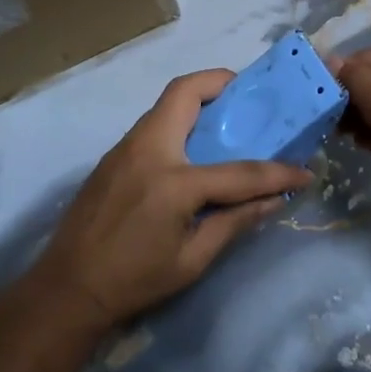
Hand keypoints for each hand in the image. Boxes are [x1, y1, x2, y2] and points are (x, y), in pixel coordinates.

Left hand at [33, 70, 311, 329]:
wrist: (66, 289)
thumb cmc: (133, 281)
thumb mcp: (192, 260)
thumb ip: (234, 222)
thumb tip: (274, 201)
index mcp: (173, 181)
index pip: (239, 171)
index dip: (277, 173)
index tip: (304, 171)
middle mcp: (148, 149)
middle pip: (185, 92)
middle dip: (220, 82)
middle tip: (247, 97)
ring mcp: (125, 147)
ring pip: (166, 104)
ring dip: (198, 101)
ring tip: (226, 121)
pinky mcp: (113, 155)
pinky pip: (153, 123)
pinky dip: (179, 121)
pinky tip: (192, 149)